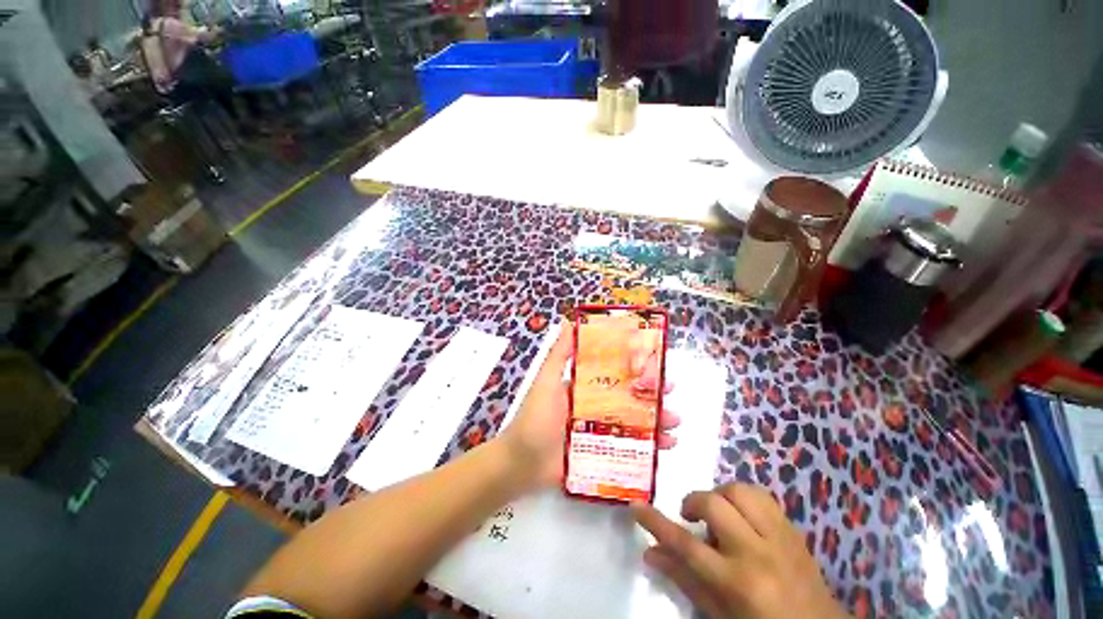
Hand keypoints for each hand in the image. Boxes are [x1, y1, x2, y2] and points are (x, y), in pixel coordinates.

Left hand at [499, 322, 679, 487]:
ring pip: (635, 423)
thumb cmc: (535, 418)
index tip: (656, 364)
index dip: (635, 368)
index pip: (614, 373)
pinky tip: (666, 447)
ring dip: (657, 421)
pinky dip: (650, 447)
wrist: (521, 463)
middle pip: (629, 398)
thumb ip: (559, 354)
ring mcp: (601, 431)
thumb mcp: (546, 381)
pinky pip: (630, 448)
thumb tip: (568, 321)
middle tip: (671, 394)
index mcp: (584, 387)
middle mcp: (595, 406)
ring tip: (675, 425)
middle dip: (652, 396)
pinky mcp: (603, 453)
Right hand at [631, 484, 849, 618]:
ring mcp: (780, 538)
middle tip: (691, 518)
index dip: (655, 523)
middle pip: (713, 504)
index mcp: (737, 583)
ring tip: (718, 515)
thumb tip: (650, 552)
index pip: (685, 545)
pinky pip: (762, 495)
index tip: (636, 506)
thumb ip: (684, 579)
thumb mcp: (719, 614)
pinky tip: (741, 515)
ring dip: (720, 496)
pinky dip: (743, 498)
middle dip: (693, 503)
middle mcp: (758, 553)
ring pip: (740, 491)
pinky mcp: (794, 530)